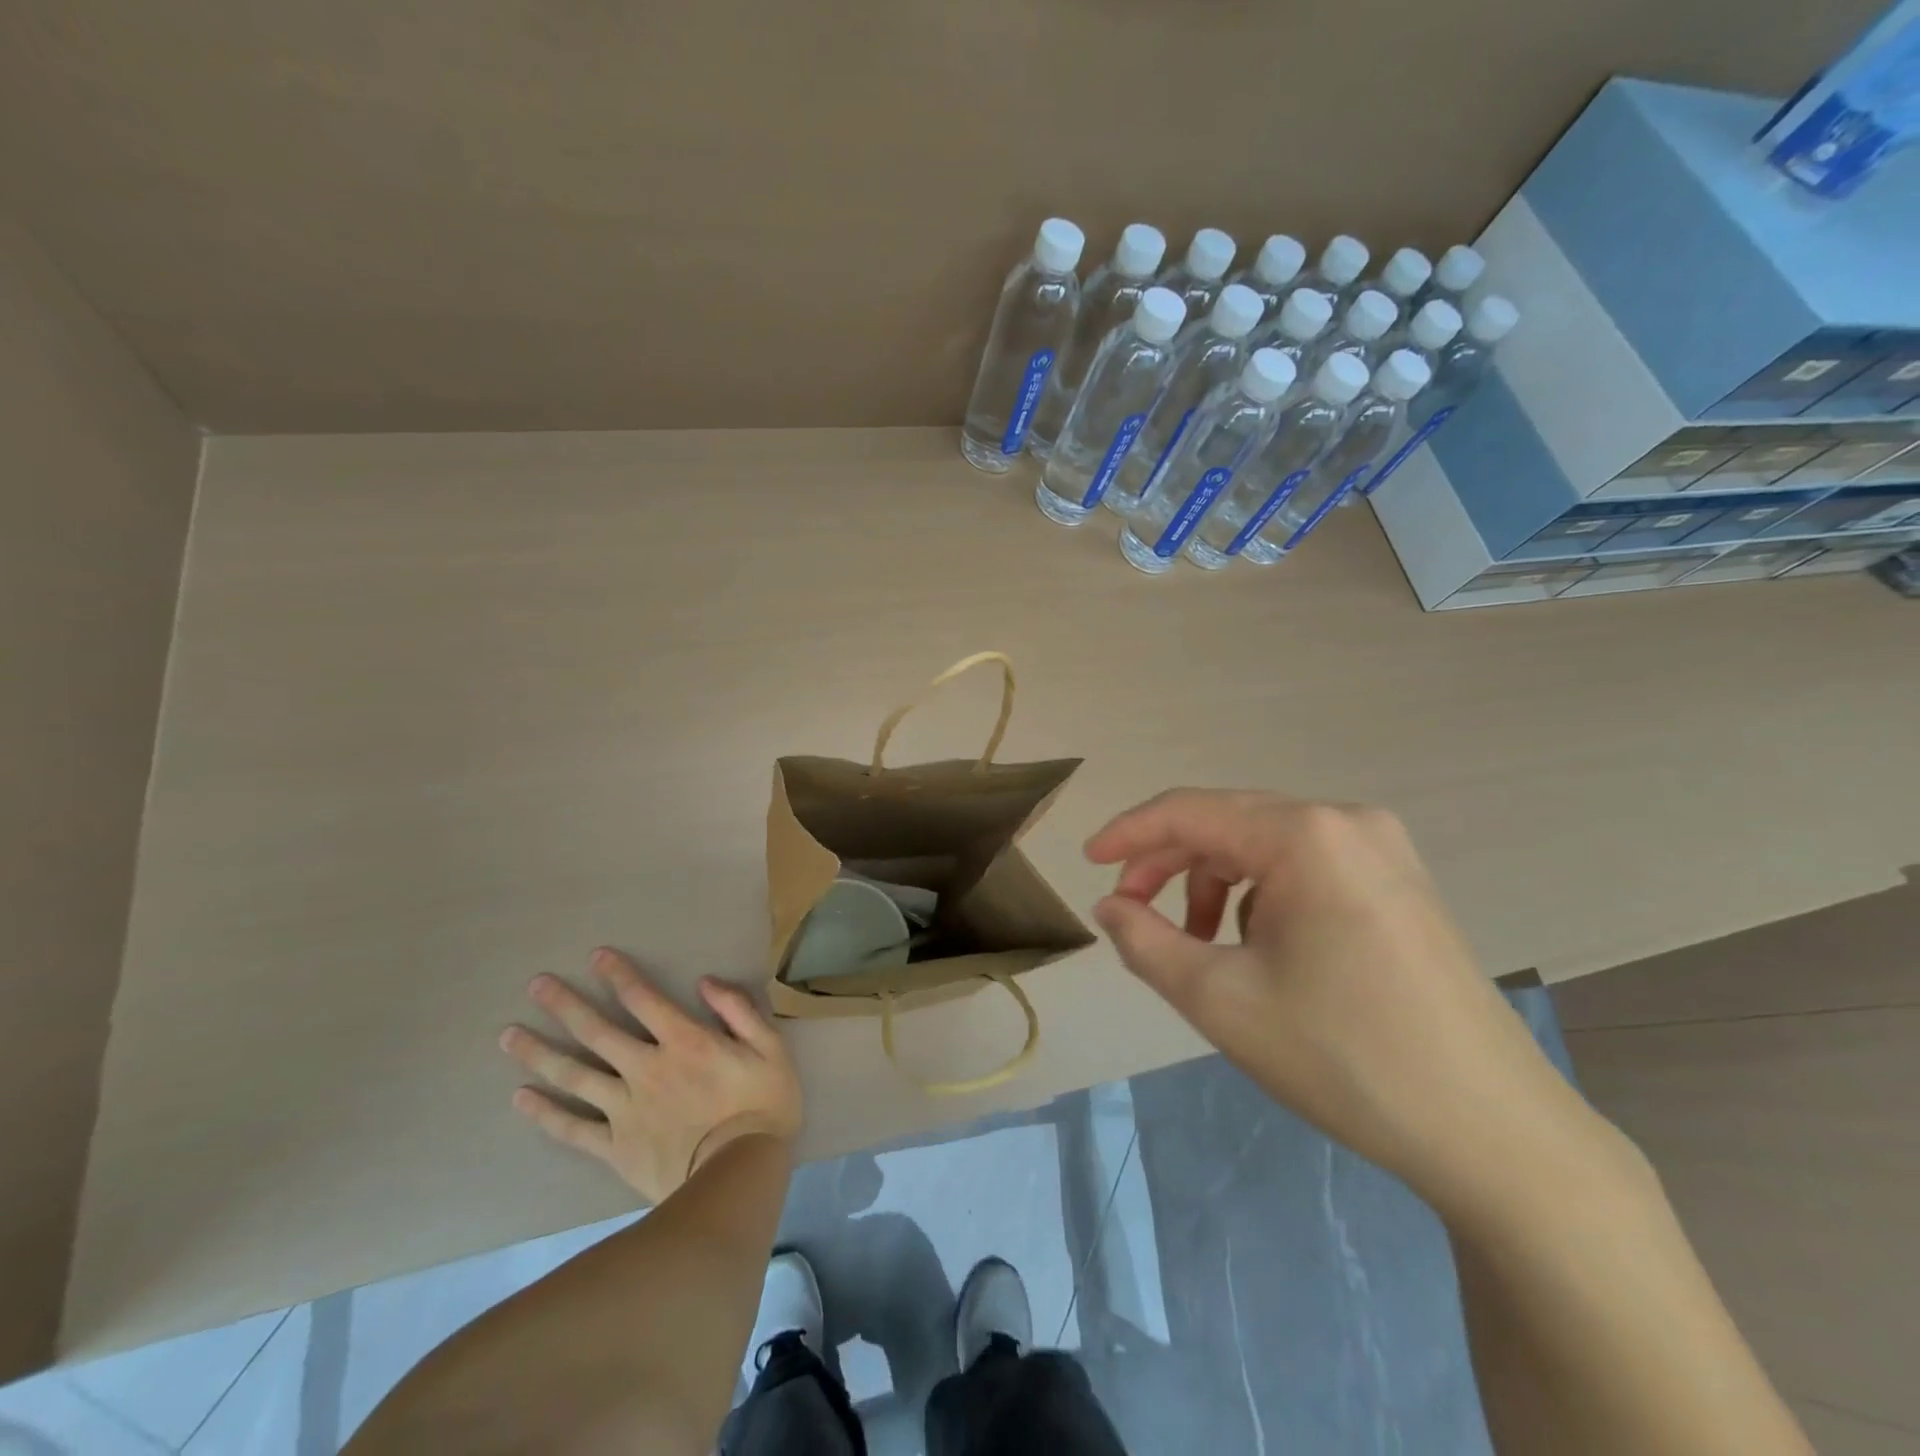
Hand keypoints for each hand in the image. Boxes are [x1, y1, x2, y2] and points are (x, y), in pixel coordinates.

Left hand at [500, 948, 801, 1203]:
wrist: (739, 1176)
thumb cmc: (763, 1105)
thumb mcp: (770, 1047)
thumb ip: (739, 1010)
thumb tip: (706, 982)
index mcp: (685, 1041)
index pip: (644, 999)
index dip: (619, 975)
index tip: (596, 956)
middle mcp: (646, 1068)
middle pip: (597, 1032)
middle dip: (566, 1005)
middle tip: (536, 985)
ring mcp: (625, 1109)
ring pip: (575, 1076)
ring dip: (540, 1053)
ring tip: (509, 1037)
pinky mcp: (615, 1147)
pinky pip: (573, 1128)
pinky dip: (545, 1113)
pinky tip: (520, 1098)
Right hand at [1085, 789, 1606, 1218]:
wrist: (1493, 1133)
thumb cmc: (1342, 1057)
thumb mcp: (1219, 999)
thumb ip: (1145, 940)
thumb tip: (1110, 906)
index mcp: (1305, 834)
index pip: (1189, 810)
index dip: (1128, 834)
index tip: (1086, 863)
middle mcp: (1347, 821)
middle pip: (1228, 822)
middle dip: (1169, 863)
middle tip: (1132, 912)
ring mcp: (1383, 849)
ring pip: (1264, 845)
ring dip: (1214, 883)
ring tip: (1198, 945)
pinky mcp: (1399, 882)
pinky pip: (1304, 867)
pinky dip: (1260, 896)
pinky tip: (1258, 950)